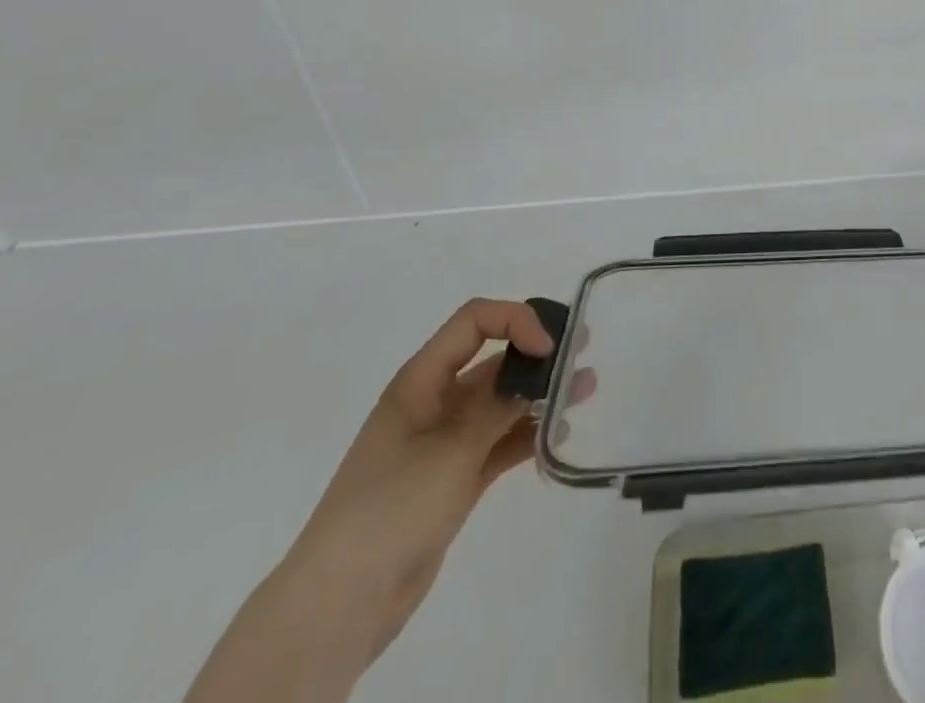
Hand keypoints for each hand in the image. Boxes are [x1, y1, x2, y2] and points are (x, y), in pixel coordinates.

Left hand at [279, 299, 559, 662]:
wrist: (341, 604)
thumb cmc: (391, 508)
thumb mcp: (452, 449)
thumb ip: (499, 406)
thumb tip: (538, 369)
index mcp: (421, 381)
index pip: (475, 322)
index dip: (516, 321)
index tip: (549, 347)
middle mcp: (434, 402)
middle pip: (493, 360)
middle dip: (537, 355)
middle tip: (582, 355)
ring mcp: (444, 442)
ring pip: (501, 403)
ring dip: (540, 395)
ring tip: (584, 393)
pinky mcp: (454, 479)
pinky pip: (499, 443)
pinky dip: (527, 436)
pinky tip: (557, 438)